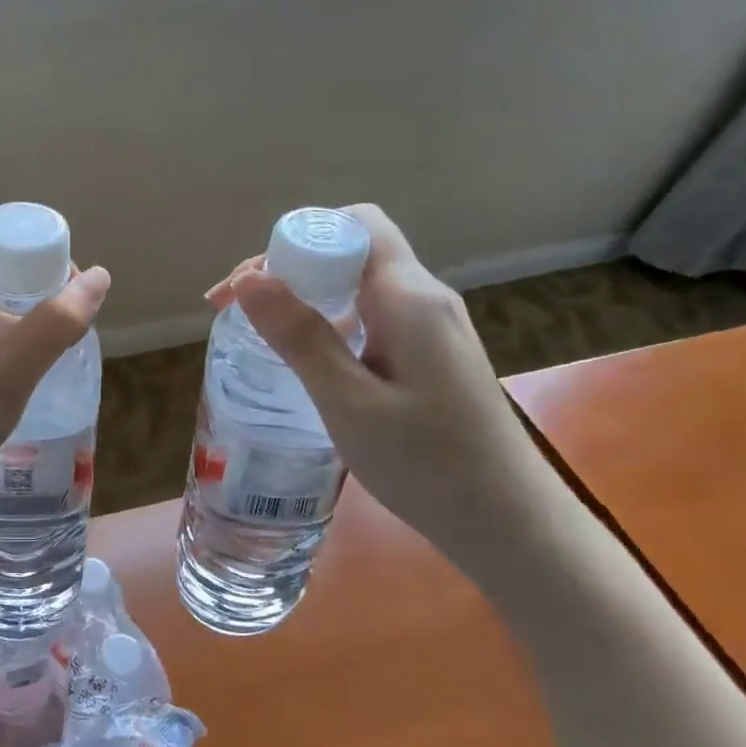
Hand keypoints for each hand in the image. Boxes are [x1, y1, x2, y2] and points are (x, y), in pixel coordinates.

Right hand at [206, 205, 563, 566]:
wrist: (507, 522)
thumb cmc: (425, 464)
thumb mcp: (348, 401)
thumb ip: (299, 336)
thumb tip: (248, 278)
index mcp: (409, 297)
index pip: (355, 224)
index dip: (296, 239)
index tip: (249, 284)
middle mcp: (425, 298)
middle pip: (353, 250)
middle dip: (290, 267)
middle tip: (238, 310)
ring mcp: (432, 327)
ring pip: (360, 284)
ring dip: (307, 296)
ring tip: (261, 331)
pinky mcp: (431, 355)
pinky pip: (373, 315)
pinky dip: (331, 322)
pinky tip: (309, 358)